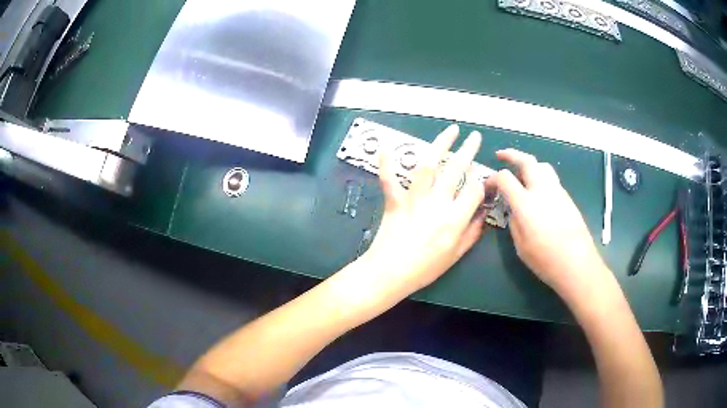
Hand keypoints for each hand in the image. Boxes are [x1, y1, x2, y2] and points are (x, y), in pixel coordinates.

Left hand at [364, 124, 486, 294]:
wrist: (391, 273)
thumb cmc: (425, 268)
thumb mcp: (456, 255)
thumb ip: (472, 232)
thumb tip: (484, 213)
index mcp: (455, 218)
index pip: (474, 190)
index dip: (483, 180)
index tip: (485, 175)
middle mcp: (437, 203)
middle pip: (456, 169)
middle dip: (468, 150)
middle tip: (475, 137)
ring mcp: (414, 199)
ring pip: (428, 165)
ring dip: (440, 144)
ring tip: (451, 131)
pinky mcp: (395, 200)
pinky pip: (389, 178)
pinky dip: (386, 163)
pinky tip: (387, 147)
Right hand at [486, 149, 608, 300]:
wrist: (577, 263)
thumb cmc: (546, 259)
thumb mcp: (521, 245)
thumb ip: (514, 222)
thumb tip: (513, 209)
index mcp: (526, 203)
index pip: (504, 178)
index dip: (492, 179)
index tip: (488, 186)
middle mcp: (542, 190)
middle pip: (527, 161)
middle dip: (511, 155)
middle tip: (500, 155)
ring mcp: (557, 192)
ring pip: (542, 166)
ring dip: (529, 164)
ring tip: (522, 172)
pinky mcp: (567, 198)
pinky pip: (552, 179)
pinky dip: (541, 177)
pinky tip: (539, 193)